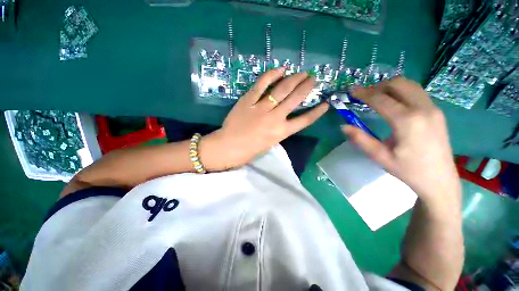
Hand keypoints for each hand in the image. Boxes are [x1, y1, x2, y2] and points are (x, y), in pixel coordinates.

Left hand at [200, 67, 328, 170]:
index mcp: (281, 132)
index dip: (317, 112)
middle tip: (313, 79)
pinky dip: (271, 75)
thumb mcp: (269, 143)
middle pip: (295, 99)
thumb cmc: (249, 150)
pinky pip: (261, 85)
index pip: (304, 121)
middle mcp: (275, 118)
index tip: (325, 103)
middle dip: (307, 87)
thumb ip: (278, 130)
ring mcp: (261, 108)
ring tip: (302, 73)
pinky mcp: (248, 100)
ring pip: (281, 90)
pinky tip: (280, 69)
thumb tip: (283, 118)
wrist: (228, 147)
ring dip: (294, 79)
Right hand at [342, 77, 460, 204]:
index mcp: (407, 121)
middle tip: (364, 96)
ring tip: (377, 97)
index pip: (381, 99)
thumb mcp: (380, 156)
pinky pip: (417, 92)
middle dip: (378, 86)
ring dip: (390, 87)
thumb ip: (361, 139)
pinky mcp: (437, 111)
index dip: (364, 93)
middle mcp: (423, 109)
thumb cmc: (408, 170)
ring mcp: (433, 108)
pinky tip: (393, 104)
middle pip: (399, 84)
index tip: (352, 91)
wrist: (439, 179)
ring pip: (410, 85)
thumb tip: (343, 126)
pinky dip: (401, 92)